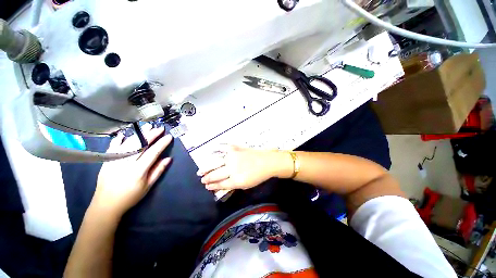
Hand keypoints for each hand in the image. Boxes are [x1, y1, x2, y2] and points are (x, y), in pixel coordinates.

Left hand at [91, 125, 172, 216]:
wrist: (105, 205)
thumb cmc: (130, 196)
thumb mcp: (148, 186)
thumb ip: (158, 171)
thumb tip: (168, 158)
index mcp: (138, 171)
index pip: (152, 153)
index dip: (161, 144)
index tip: (169, 137)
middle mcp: (125, 163)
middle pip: (140, 145)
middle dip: (151, 135)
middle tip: (160, 128)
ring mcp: (114, 161)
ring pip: (128, 143)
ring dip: (138, 134)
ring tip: (147, 127)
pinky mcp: (106, 161)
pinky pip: (113, 147)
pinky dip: (119, 139)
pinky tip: (126, 133)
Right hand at [197, 146, 292, 190]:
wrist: (267, 162)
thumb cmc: (258, 175)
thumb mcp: (246, 185)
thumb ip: (232, 185)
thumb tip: (220, 185)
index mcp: (236, 180)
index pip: (220, 184)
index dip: (212, 186)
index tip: (206, 186)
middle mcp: (232, 168)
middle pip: (215, 174)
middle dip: (207, 178)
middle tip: (201, 179)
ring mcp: (232, 157)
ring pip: (215, 163)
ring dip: (206, 168)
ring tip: (200, 171)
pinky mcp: (235, 149)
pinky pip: (222, 148)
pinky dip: (216, 150)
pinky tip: (210, 152)